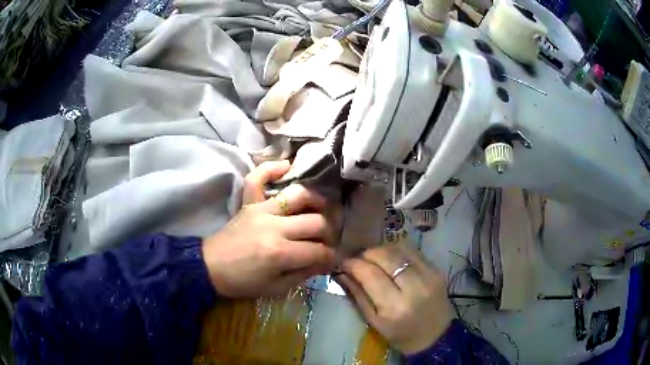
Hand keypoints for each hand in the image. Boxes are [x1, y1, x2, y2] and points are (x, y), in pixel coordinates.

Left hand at [202, 161, 338, 297]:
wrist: (210, 267)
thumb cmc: (242, 282)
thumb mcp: (276, 287)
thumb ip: (303, 273)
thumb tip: (324, 261)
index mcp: (280, 253)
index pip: (318, 251)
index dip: (330, 256)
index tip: (331, 259)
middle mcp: (274, 227)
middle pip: (315, 222)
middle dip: (328, 232)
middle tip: (326, 239)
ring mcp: (261, 210)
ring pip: (297, 195)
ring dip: (315, 199)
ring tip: (320, 207)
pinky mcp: (249, 203)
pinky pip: (258, 178)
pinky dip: (272, 169)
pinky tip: (287, 167)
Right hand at [335, 244, 452, 354]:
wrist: (436, 336)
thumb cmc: (401, 335)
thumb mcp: (374, 321)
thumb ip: (358, 295)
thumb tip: (342, 273)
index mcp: (395, 306)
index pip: (370, 274)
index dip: (353, 264)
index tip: (344, 262)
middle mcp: (414, 287)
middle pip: (385, 256)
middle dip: (367, 254)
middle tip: (358, 259)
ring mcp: (429, 275)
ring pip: (399, 249)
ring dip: (381, 250)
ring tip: (373, 258)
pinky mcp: (437, 269)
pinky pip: (412, 251)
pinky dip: (397, 251)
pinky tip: (391, 258)